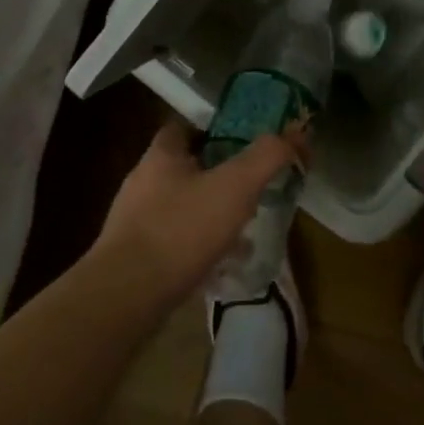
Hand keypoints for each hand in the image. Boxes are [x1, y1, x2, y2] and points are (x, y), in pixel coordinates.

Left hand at [95, 120, 297, 305]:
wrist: (125, 297)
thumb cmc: (181, 230)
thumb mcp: (235, 186)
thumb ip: (268, 156)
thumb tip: (298, 132)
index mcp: (161, 155)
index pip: (184, 127)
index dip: (214, 130)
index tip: (243, 143)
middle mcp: (143, 181)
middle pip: (185, 168)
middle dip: (217, 176)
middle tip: (250, 188)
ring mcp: (134, 221)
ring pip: (181, 207)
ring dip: (210, 214)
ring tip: (243, 230)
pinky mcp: (134, 257)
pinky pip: (173, 242)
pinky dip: (197, 247)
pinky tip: (220, 266)